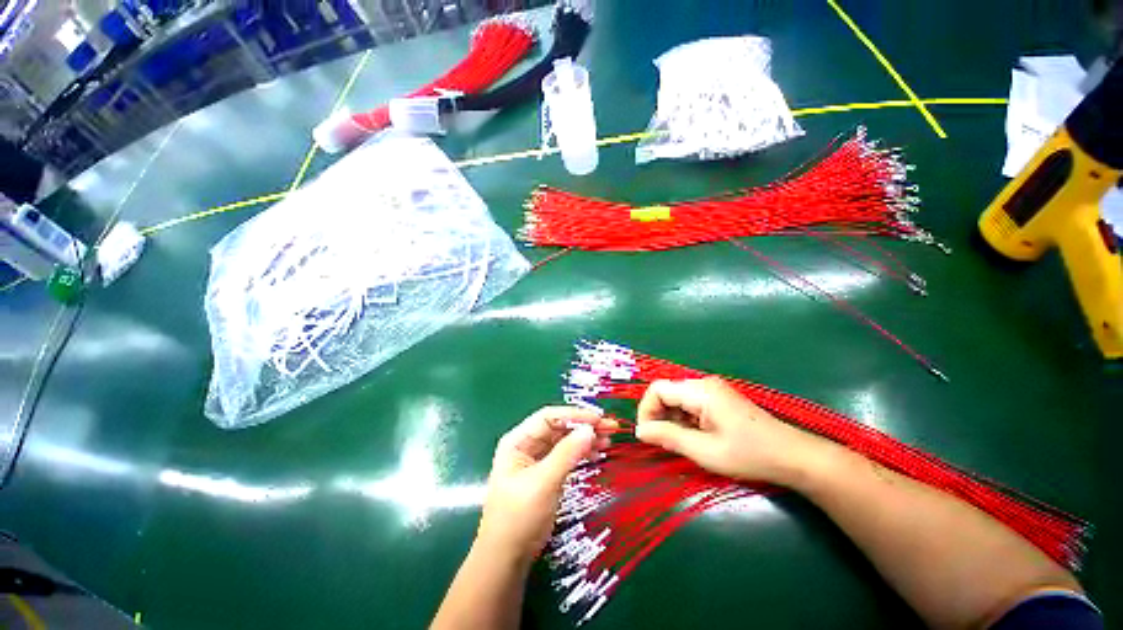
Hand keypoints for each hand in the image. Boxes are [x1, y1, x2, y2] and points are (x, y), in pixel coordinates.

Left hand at [477, 406, 614, 564]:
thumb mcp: (544, 483)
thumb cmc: (519, 517)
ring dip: (585, 439)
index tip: (599, 419)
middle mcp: (527, 444)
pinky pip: (566, 456)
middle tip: (611, 428)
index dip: (574, 415)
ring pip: (564, 441)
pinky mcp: (545, 473)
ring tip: (608, 441)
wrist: (507, 559)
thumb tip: (590, 429)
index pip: (549, 417)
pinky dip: (581, 453)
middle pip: (559, 427)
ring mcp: (536, 459)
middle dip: (584, 426)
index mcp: (519, 440)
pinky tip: (597, 454)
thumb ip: (567, 454)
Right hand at [635, 377, 830, 485]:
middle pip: (666, 392)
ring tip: (682, 443)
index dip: (646, 410)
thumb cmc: (749, 454)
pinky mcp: (718, 399)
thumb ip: (668, 437)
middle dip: (659, 416)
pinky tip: (695, 437)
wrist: (793, 456)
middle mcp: (703, 384)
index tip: (646, 435)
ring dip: (671, 419)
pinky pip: (690, 404)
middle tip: (662, 443)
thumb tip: (640, 431)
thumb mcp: (704, 450)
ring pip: (677, 399)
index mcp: (700, 391)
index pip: (658, 389)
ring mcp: (712, 390)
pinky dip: (684, 419)